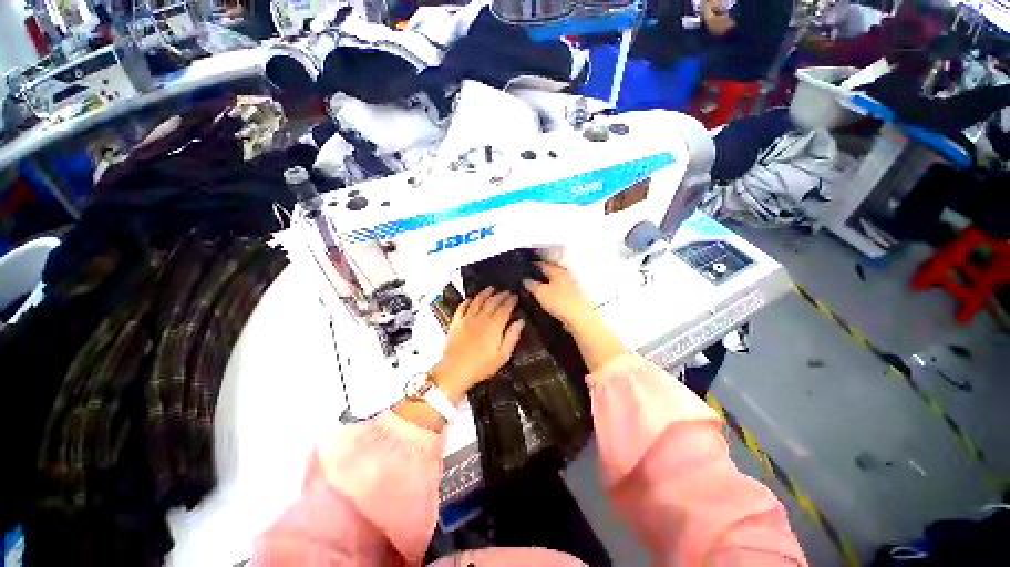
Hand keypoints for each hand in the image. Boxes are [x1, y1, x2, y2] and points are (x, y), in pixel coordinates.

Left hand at [434, 288, 524, 401]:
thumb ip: (512, 336)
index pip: (505, 308)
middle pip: (492, 302)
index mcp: (494, 326)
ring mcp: (467, 318)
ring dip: (485, 293)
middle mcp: (481, 318)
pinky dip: (467, 301)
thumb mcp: (502, 355)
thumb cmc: (481, 366)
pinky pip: (462, 307)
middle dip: (501, 295)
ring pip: (477, 301)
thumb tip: (520, 321)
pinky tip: (470, 298)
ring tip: (491, 288)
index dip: (511, 301)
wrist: (455, 371)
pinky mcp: (456, 322)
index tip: (515, 296)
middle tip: (506, 291)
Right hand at [524, 262, 628, 371]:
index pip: (541, 264)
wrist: (580, 317)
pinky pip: (558, 289)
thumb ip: (531, 284)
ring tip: (534, 288)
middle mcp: (565, 274)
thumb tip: (524, 278)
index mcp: (556, 270)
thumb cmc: (558, 301)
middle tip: (526, 279)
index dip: (531, 265)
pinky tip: (545, 296)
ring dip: (545, 283)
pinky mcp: (573, 295)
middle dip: (538, 274)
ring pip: (554, 280)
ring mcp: (570, 284)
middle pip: (549, 271)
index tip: (522, 268)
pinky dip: (551, 290)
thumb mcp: (540, 292)